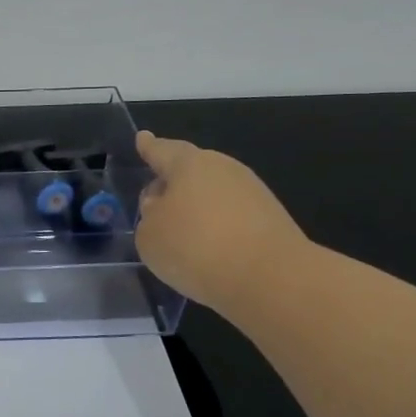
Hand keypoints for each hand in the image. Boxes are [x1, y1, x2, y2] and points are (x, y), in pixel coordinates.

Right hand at [133, 130, 308, 318]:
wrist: (270, 278)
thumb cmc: (195, 247)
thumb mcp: (149, 236)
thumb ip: (149, 216)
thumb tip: (164, 208)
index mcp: (189, 164)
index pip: (161, 151)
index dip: (149, 147)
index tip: (143, 138)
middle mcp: (223, 169)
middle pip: (191, 170)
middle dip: (173, 182)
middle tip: (156, 200)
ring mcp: (252, 192)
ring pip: (213, 194)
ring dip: (196, 208)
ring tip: (181, 234)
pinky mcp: (271, 219)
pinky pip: (232, 216)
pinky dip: (217, 228)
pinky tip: (209, 251)